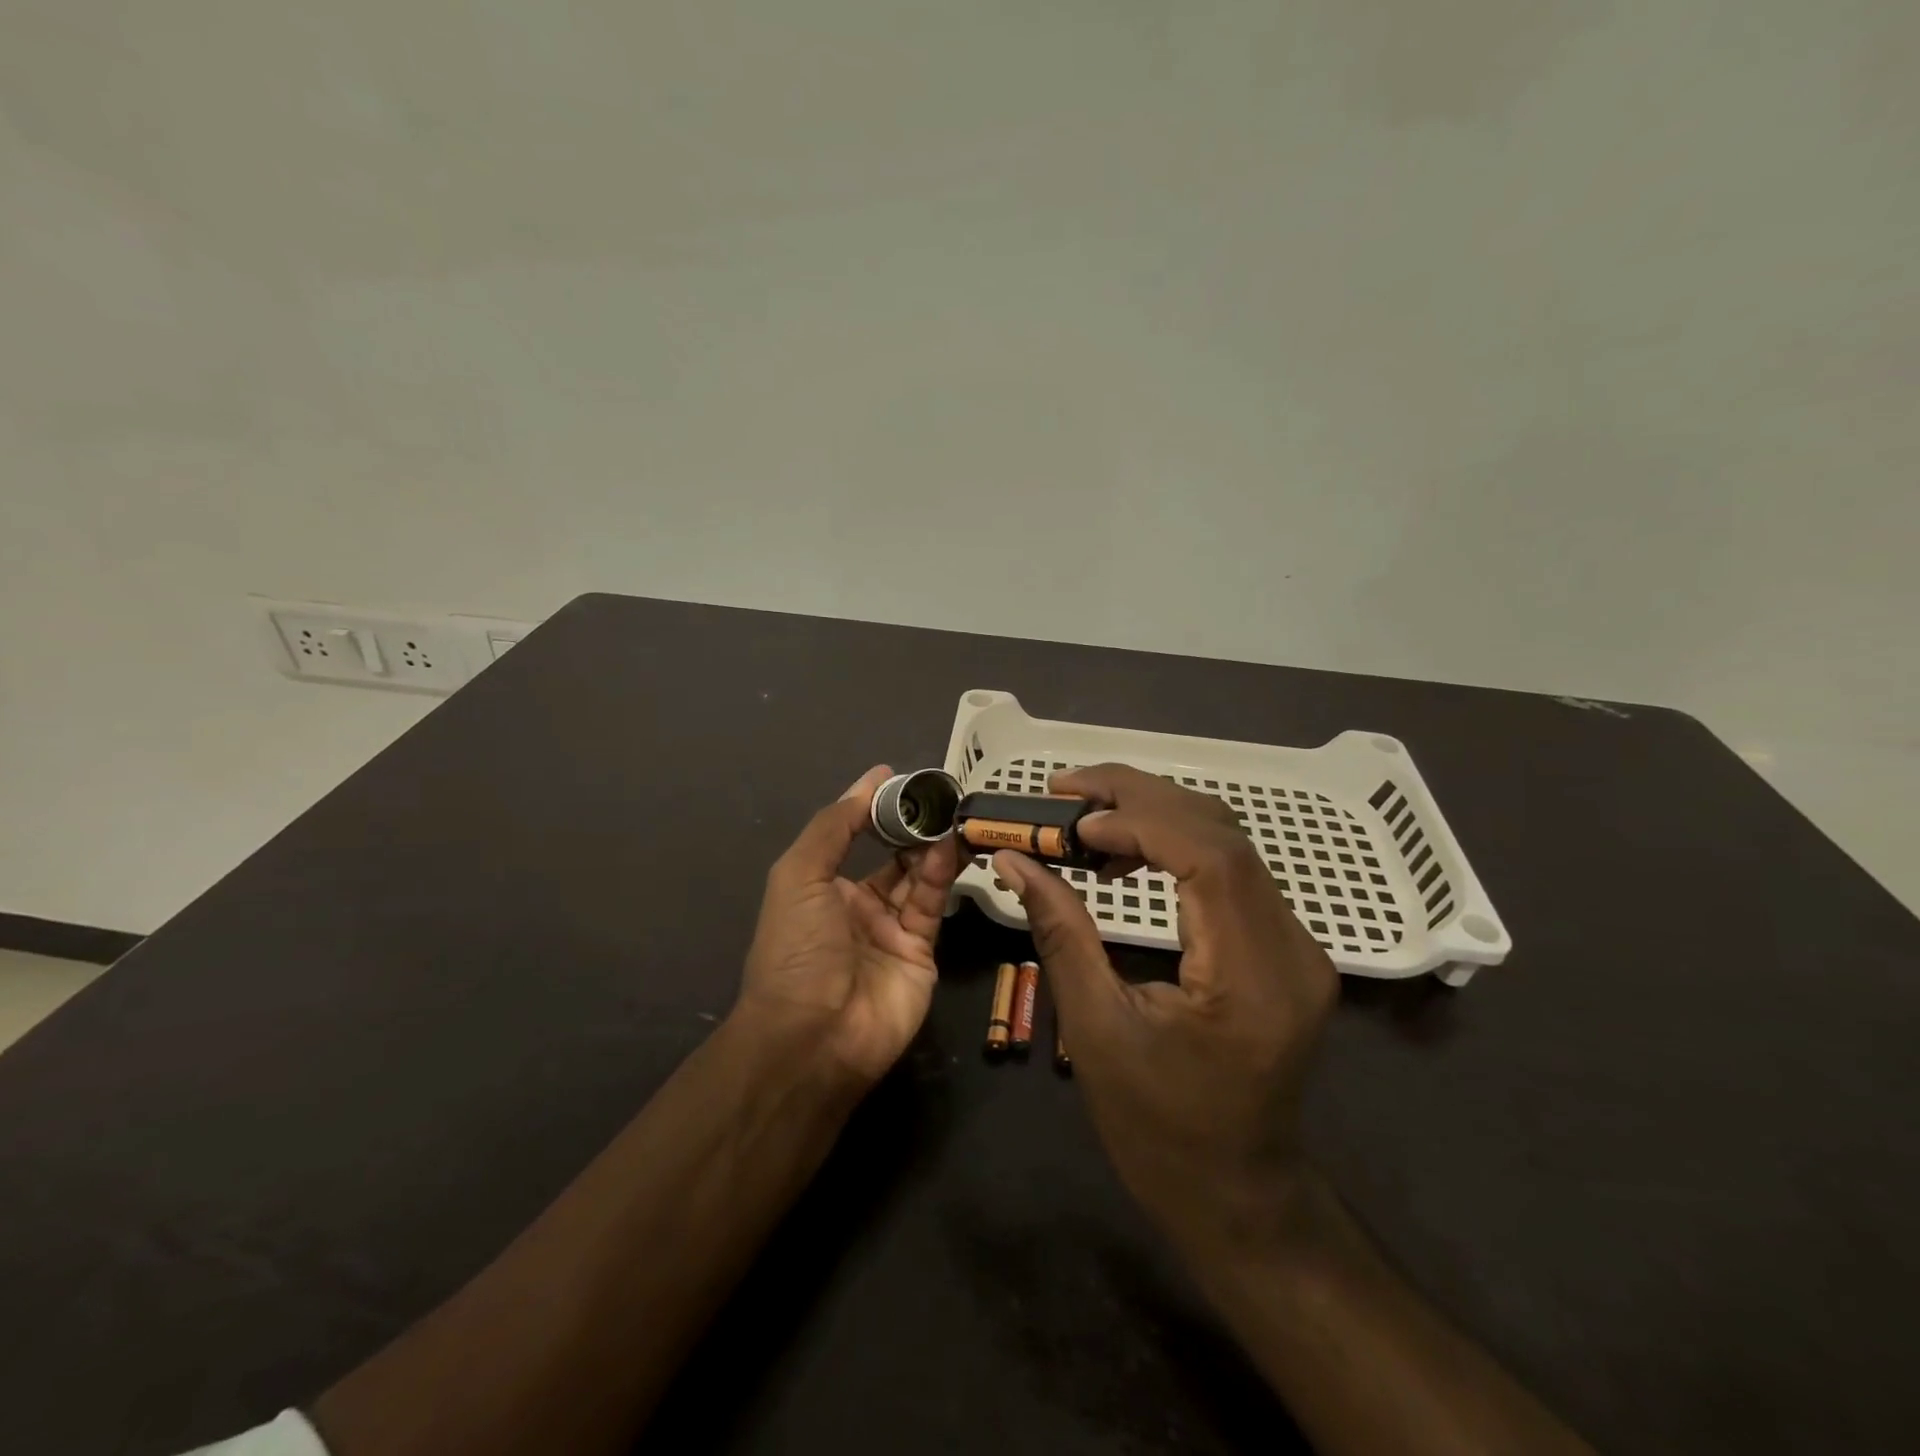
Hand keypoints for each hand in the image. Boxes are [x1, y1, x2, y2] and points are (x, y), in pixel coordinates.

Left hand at [737, 765, 966, 1085]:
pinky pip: (932, 904)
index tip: (897, 777)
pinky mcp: (922, 952)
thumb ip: (835, 826)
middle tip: (937, 795)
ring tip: (949, 814)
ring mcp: (891, 931)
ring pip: (918, 877)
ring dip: (931, 845)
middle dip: (910, 827)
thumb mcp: (800, 874)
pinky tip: (948, 846)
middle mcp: (857, 907)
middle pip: (891, 857)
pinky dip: (940, 874)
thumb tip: (869, 782)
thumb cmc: (797, 947)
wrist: (814, 1035)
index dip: (872, 808)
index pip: (852, 837)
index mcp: (822, 889)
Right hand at [992, 764, 1337, 1255]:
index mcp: (1252, 978)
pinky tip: (1125, 856)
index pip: (1211, 858)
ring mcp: (1296, 945)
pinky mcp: (1282, 947)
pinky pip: (1231, 871)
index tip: (1072, 820)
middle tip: (1066, 786)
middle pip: (1222, 833)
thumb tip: (1014, 860)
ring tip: (1085, 815)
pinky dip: (1174, 844)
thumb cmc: (1158, 1130)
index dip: (1139, 820)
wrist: (1236, 1194)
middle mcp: (1291, 948)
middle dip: (1140, 796)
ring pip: (1228, 842)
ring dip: (1155, 813)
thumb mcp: (1095, 1030)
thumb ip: (1059, 931)